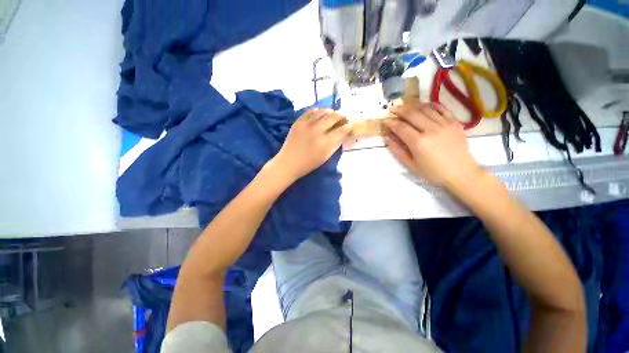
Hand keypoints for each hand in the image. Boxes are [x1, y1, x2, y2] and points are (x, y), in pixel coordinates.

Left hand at [270, 109, 350, 181]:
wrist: (288, 162)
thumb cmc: (308, 164)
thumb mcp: (325, 156)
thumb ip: (335, 144)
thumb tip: (343, 133)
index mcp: (324, 142)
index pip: (341, 130)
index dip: (348, 126)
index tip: (350, 125)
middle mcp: (316, 130)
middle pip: (333, 117)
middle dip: (341, 116)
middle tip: (344, 118)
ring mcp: (306, 124)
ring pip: (322, 111)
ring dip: (331, 112)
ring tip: (333, 115)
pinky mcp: (298, 121)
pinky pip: (311, 111)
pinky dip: (318, 111)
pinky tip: (321, 114)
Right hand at [383, 103, 483, 188]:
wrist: (461, 173)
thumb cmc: (433, 172)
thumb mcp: (411, 164)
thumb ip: (398, 149)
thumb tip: (387, 137)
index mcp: (419, 143)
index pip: (401, 127)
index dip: (390, 122)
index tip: (384, 120)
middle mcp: (431, 130)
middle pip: (412, 114)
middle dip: (399, 110)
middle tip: (391, 108)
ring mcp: (445, 124)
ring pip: (426, 109)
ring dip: (413, 105)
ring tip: (404, 105)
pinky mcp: (455, 123)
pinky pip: (441, 109)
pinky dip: (431, 105)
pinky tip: (423, 105)